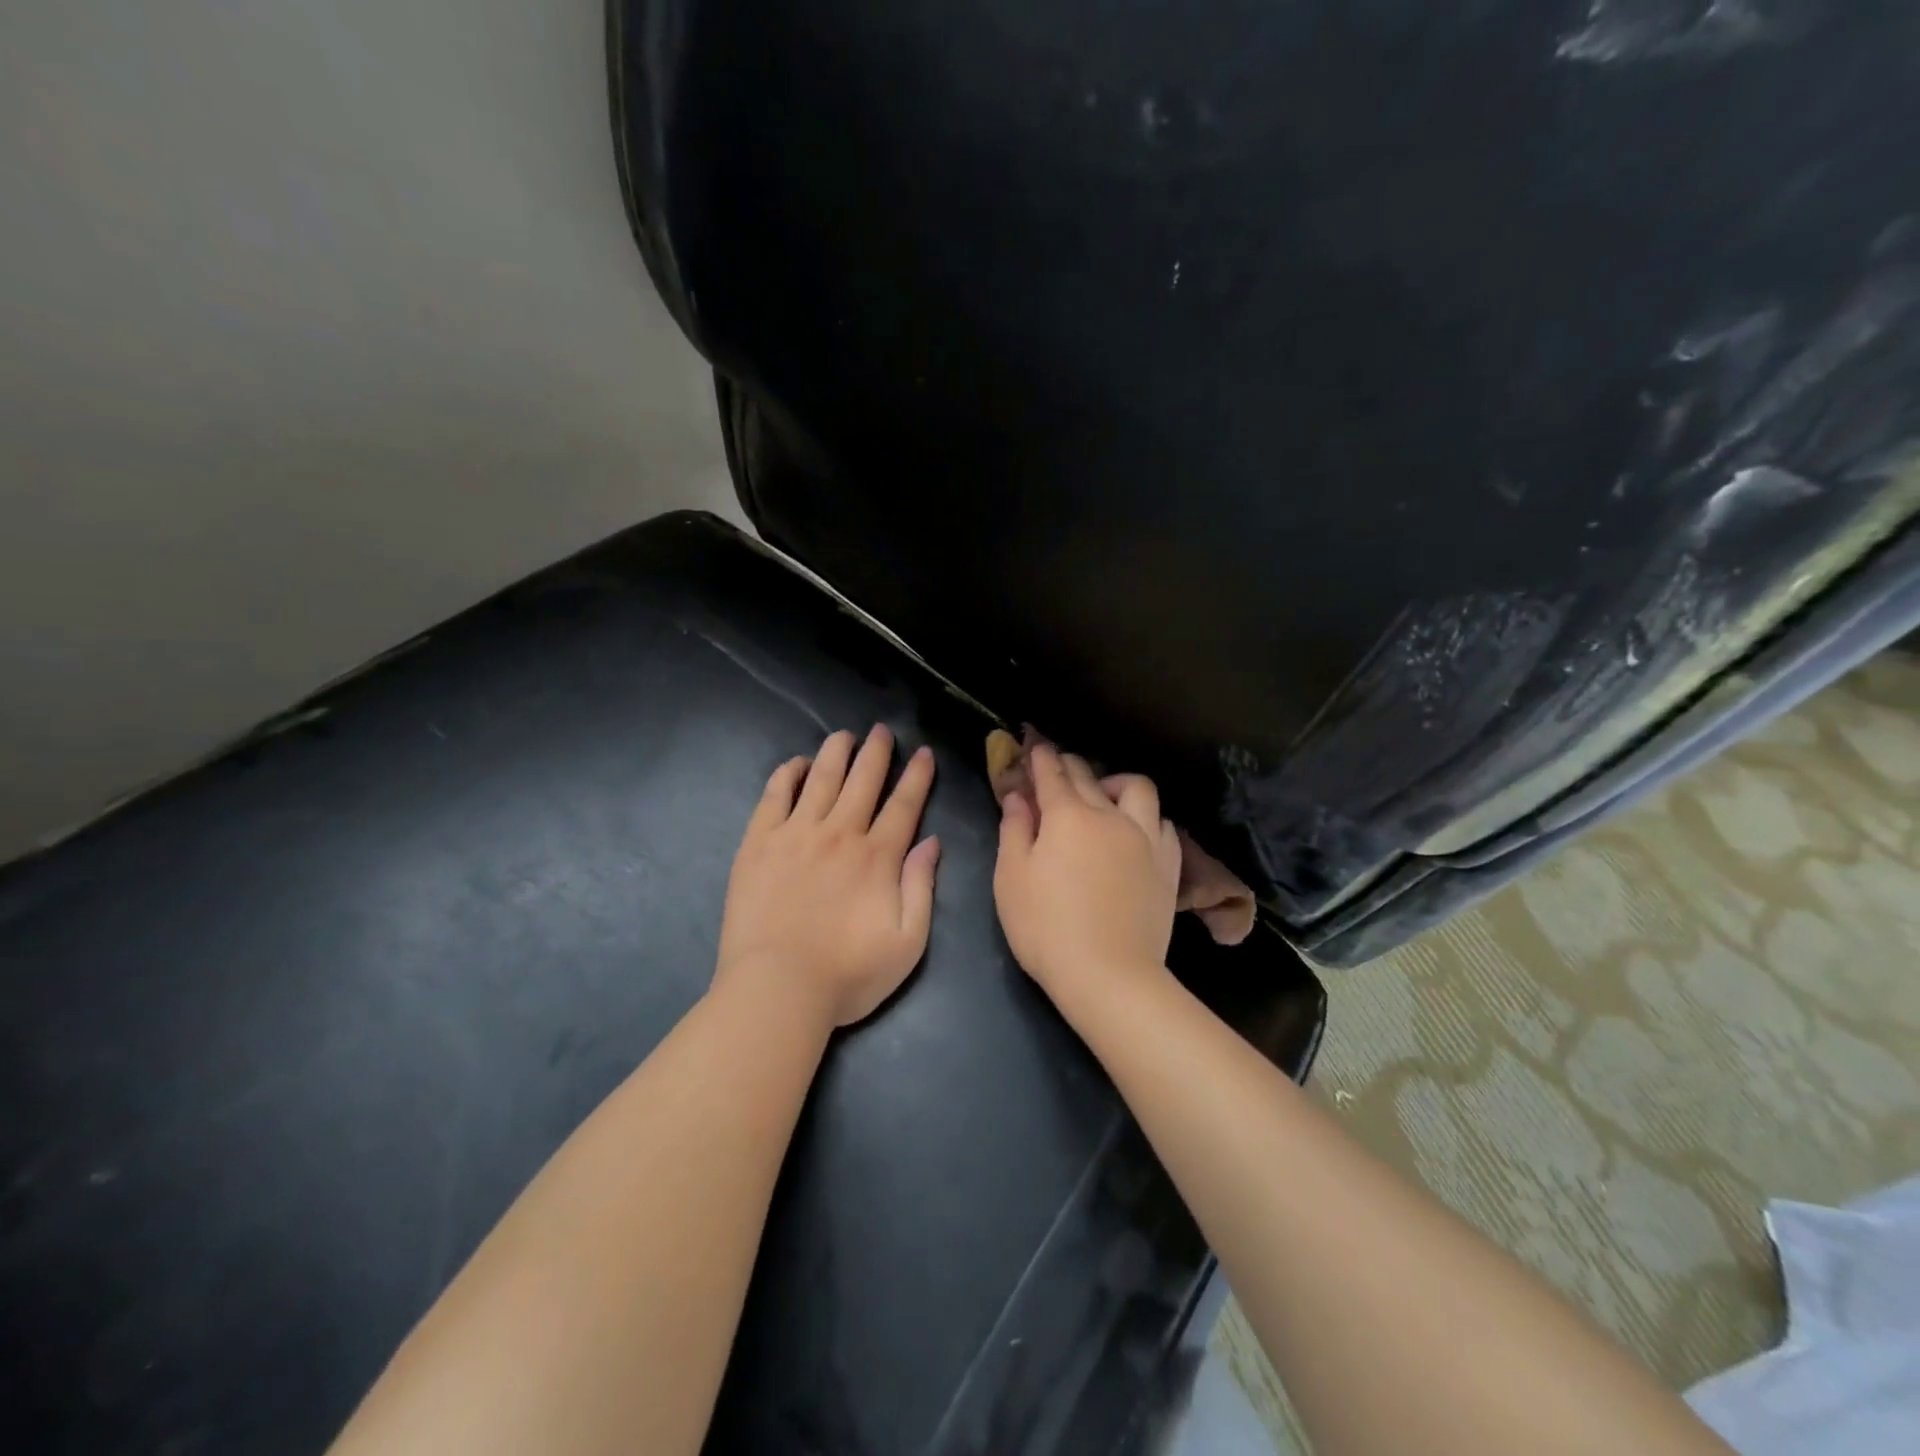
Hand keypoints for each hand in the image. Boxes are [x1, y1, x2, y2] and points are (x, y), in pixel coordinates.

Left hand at [716, 725, 940, 1029]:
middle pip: (863, 781)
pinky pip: (774, 796)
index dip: (917, 776)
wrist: (777, 988)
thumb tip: (931, 843)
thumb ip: (921, 887)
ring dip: (835, 753)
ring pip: (821, 779)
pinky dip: (787, 774)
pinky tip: (796, 764)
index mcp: (877, 857)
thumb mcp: (908, 942)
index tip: (923, 753)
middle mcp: (839, 834)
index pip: (903, 805)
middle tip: (882, 731)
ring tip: (843, 735)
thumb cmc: (848, 974)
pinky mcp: (759, 844)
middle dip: (876, 752)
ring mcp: (795, 834)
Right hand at [993, 742, 1180, 1013]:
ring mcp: (1145, 839)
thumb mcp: (1012, 879)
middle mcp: (1110, 816)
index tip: (1035, 747)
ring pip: (1137, 789)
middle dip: (1069, 766)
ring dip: (1116, 783)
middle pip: (1090, 777)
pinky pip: (1162, 823)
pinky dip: (1146, 818)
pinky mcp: (1168, 865)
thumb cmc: (1047, 928)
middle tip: (1056, 770)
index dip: (1041, 758)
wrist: (1110, 975)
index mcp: (1068, 816)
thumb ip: (1014, 830)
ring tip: (1104, 798)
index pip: (1052, 774)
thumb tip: (1018, 797)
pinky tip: (1136, 832)